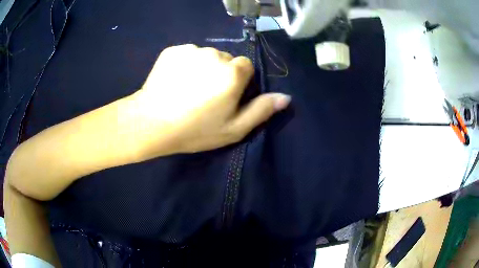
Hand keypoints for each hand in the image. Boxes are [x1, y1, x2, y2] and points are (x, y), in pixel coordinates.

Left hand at [128, 44, 290, 159]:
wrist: (151, 123)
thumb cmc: (195, 130)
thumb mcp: (234, 129)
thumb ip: (261, 110)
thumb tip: (285, 97)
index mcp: (232, 72)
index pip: (246, 66)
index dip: (238, 82)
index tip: (226, 96)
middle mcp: (215, 54)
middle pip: (226, 59)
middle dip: (221, 73)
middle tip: (205, 95)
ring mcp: (191, 50)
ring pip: (206, 56)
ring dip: (202, 67)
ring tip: (188, 89)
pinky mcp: (172, 50)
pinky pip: (187, 54)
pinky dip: (185, 64)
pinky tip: (175, 80)